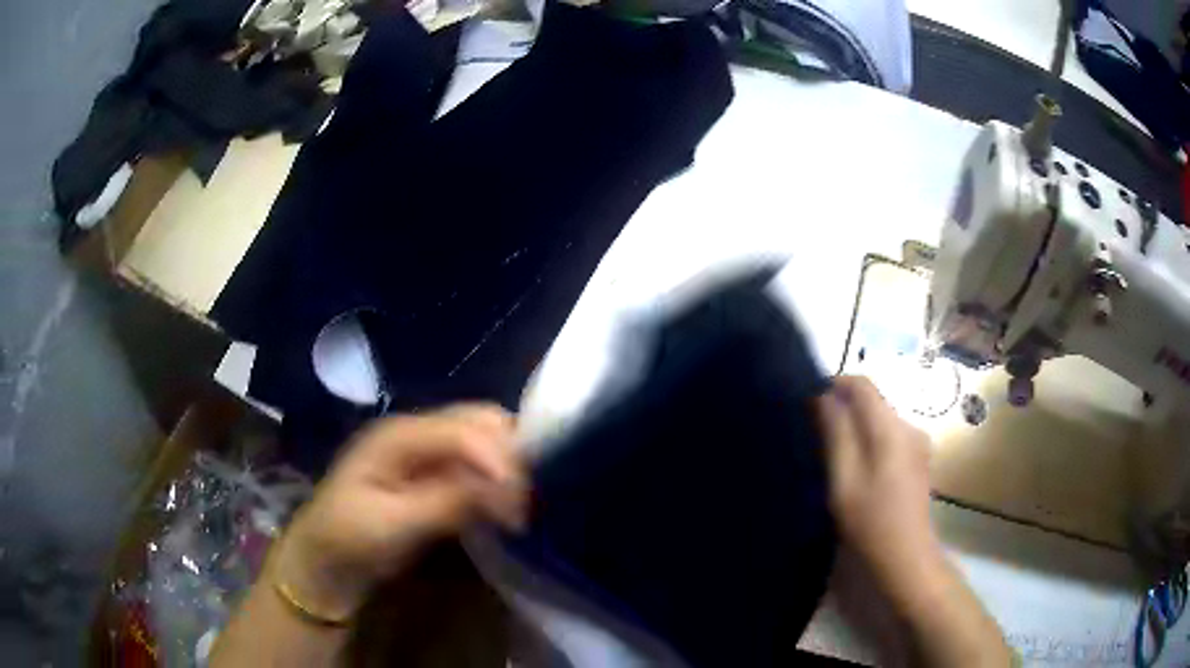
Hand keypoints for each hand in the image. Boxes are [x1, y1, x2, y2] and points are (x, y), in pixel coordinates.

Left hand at [271, 403, 527, 619]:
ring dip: (508, 465)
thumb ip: (446, 502)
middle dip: (510, 451)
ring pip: (482, 440)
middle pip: (478, 420)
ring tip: (520, 504)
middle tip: (526, 496)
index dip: (497, 456)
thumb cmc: (350, 537)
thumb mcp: (393, 523)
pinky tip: (505, 505)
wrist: (327, 558)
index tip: (520, 497)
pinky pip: (476, 465)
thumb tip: (504, 488)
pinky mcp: (434, 474)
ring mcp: (426, 451)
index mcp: (399, 435)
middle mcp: (417, 432)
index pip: (462, 429)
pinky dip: (497, 480)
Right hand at [817, 376, 940, 604]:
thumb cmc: (871, 521)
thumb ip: (835, 433)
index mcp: (891, 427)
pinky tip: (857, 471)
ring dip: (855, 428)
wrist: (906, 557)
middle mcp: (909, 426)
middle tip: (816, 435)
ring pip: (880, 421)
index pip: (862, 384)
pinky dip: (869, 443)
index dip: (834, 384)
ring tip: (832, 456)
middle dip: (843, 410)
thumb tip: (823, 396)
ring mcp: (917, 444)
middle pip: (872, 402)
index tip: (810, 402)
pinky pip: (889, 438)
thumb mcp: (844, 479)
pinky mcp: (918, 460)